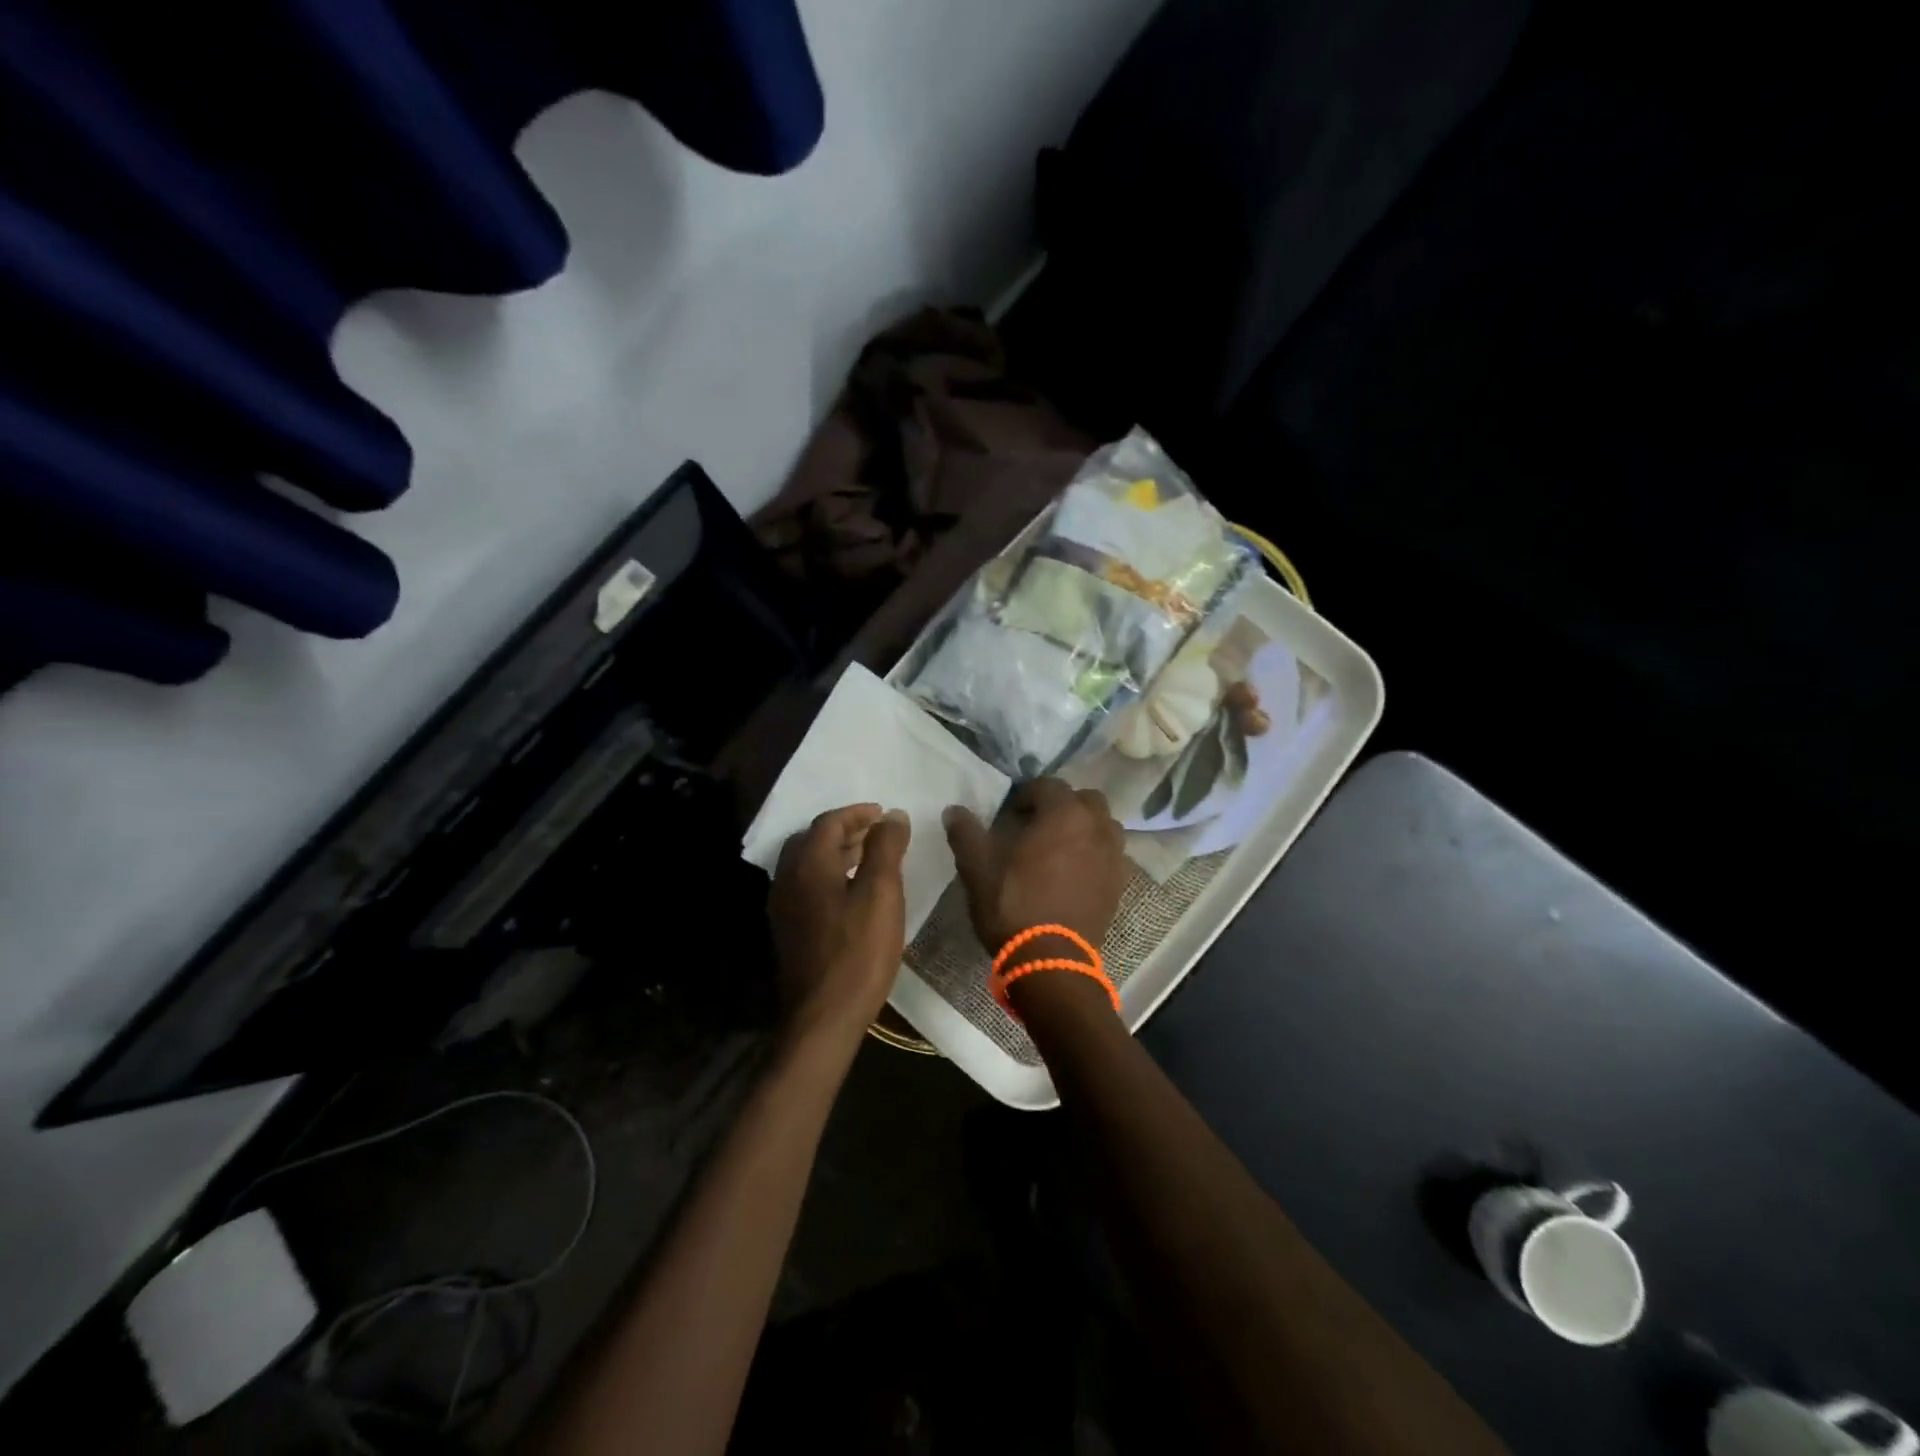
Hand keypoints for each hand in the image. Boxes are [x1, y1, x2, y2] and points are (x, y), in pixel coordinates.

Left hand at [769, 804, 910, 1043]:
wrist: (823, 1018)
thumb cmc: (858, 952)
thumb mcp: (882, 894)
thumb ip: (886, 848)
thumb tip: (892, 815)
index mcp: (807, 865)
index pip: (829, 822)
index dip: (858, 814)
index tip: (884, 815)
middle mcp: (787, 879)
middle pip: (813, 840)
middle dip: (845, 830)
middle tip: (876, 834)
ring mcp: (783, 907)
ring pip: (807, 864)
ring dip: (836, 853)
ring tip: (869, 858)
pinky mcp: (788, 930)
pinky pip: (806, 886)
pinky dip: (829, 875)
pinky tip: (852, 893)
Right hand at [943, 778, 1129, 963]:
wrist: (1050, 961)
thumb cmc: (1013, 905)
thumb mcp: (978, 867)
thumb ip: (966, 833)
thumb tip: (953, 810)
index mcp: (1064, 814)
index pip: (1048, 785)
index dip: (1027, 794)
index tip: (1010, 813)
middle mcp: (1096, 828)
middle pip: (1085, 800)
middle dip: (1063, 805)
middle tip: (1038, 825)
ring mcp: (1112, 857)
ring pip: (1104, 826)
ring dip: (1085, 827)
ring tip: (1060, 847)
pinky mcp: (1118, 885)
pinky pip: (1110, 855)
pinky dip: (1095, 854)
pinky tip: (1073, 873)